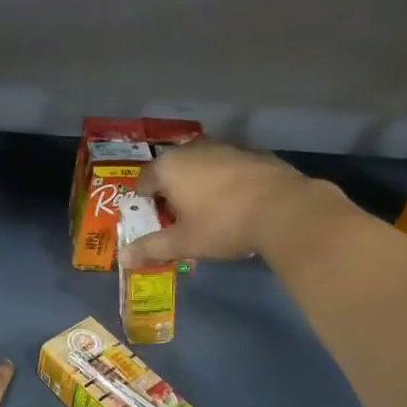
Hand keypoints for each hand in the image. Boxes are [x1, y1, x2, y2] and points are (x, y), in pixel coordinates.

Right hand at [123, 140, 353, 266]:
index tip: (155, 224)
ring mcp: (225, 148)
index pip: (143, 182)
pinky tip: (237, 206)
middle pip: (172, 172)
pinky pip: (227, 169)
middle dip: (172, 194)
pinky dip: (225, 184)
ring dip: (199, 187)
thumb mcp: (183, 242)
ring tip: (209, 215)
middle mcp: (193, 149)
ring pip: (201, 168)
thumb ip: (151, 248)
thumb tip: (123, 258)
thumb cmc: (223, 224)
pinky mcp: (253, 154)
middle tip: (180, 222)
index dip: (145, 205)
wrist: (284, 209)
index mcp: (169, 167)